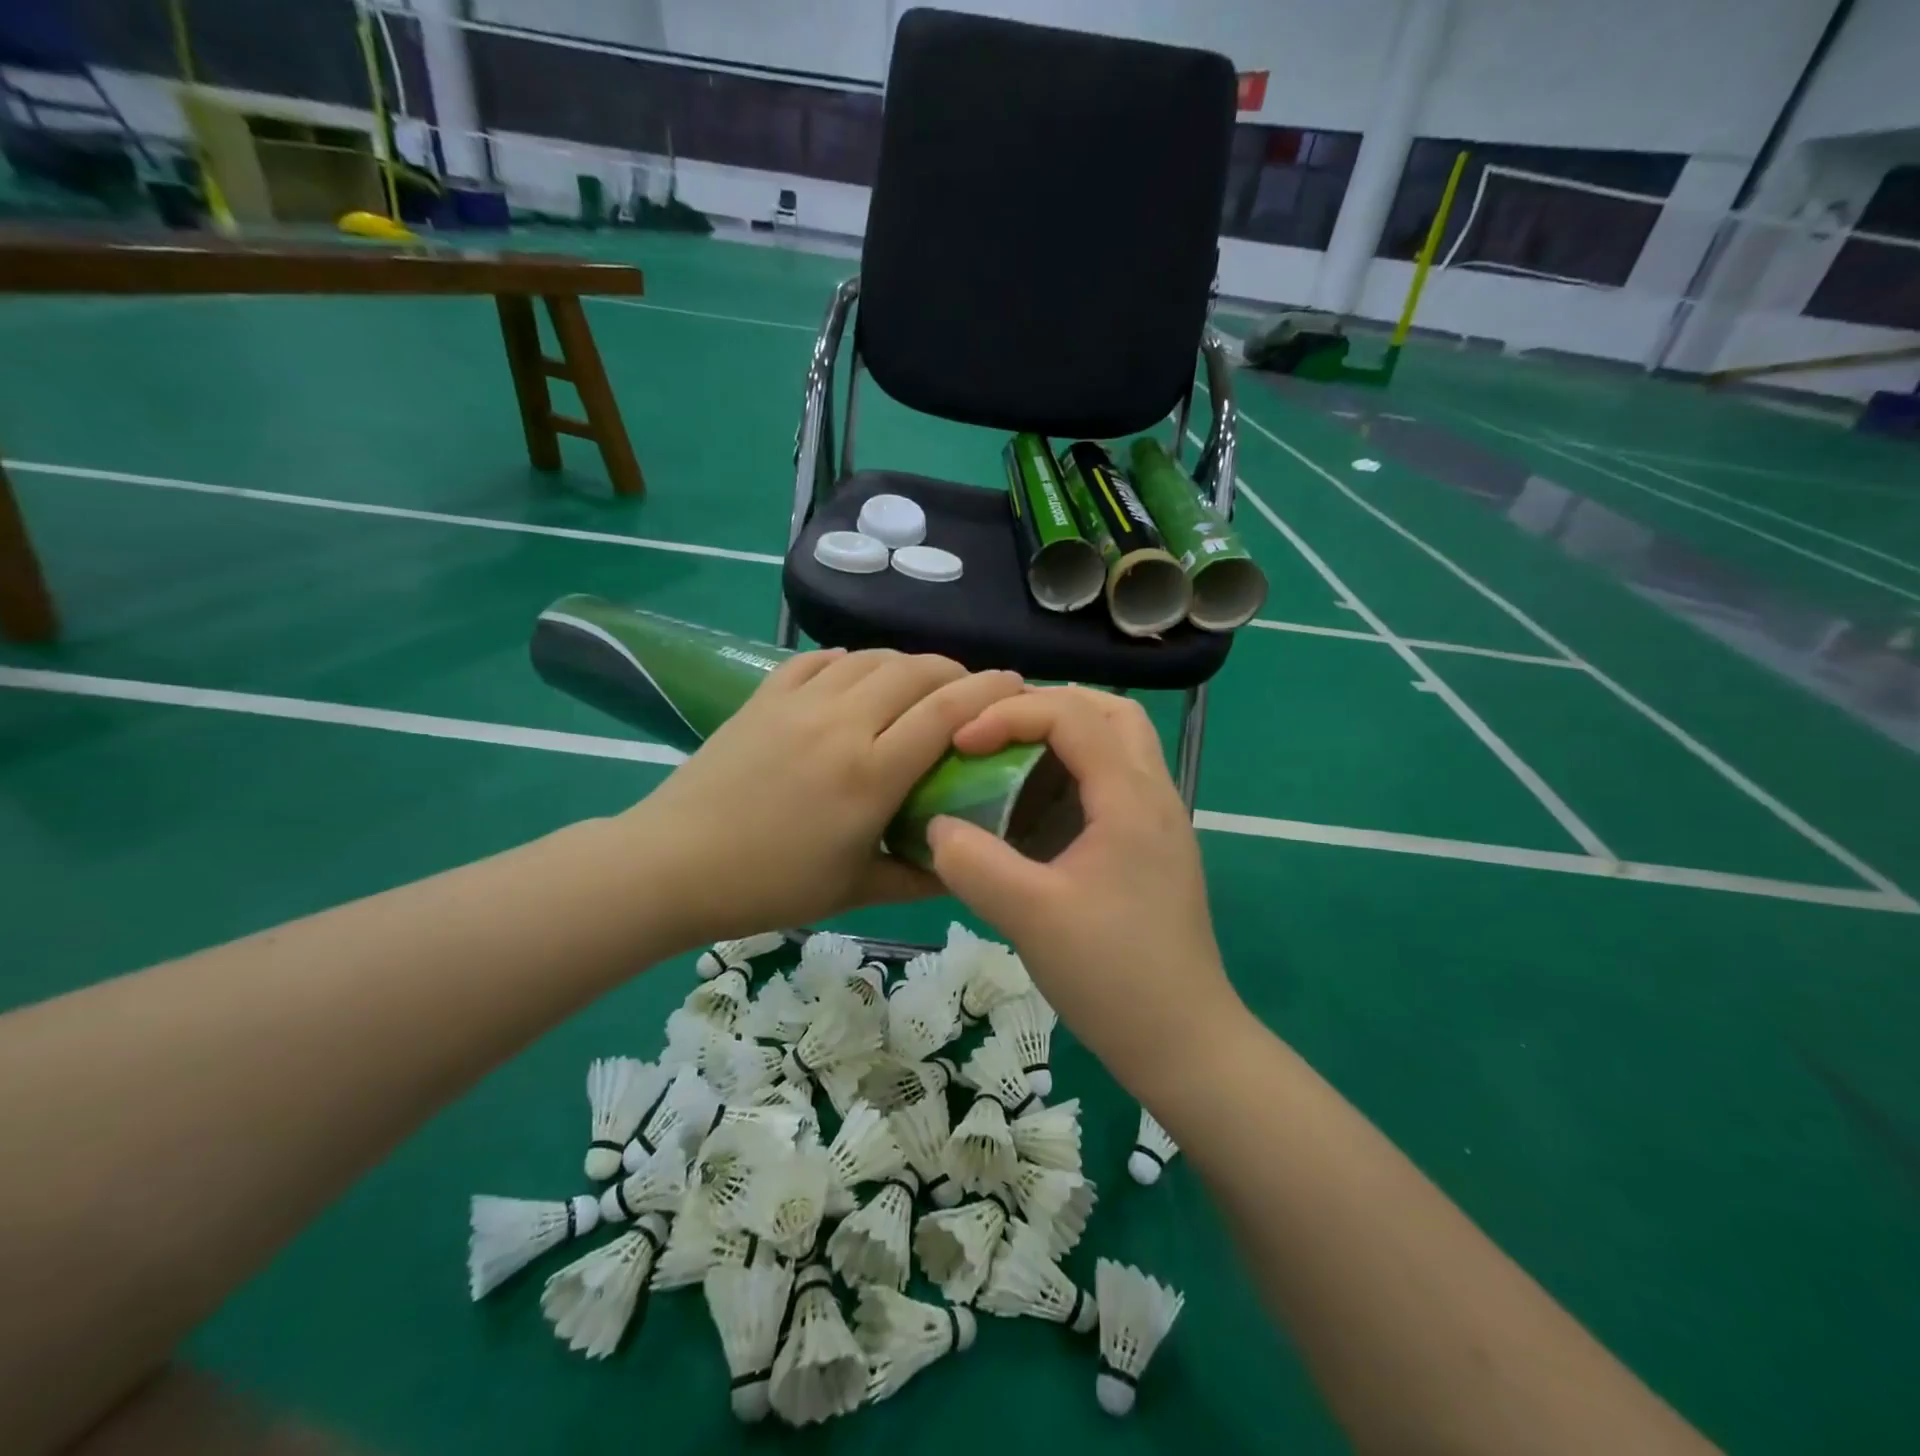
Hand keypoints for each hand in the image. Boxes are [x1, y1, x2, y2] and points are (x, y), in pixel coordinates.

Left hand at [629, 649, 1023, 948]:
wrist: (673, 864)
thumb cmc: (769, 885)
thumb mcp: (855, 892)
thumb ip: (920, 876)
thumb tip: (967, 867)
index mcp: (871, 773)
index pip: (947, 712)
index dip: (989, 691)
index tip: (1016, 684)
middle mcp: (842, 723)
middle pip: (915, 670)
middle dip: (954, 671)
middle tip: (969, 691)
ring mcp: (799, 703)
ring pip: (870, 658)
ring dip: (905, 664)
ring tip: (918, 685)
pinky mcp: (764, 696)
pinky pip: (818, 660)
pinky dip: (848, 662)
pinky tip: (854, 678)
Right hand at [925, 687, 1241, 1089]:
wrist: (1184, 1043)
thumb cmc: (1112, 975)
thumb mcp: (1029, 917)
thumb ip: (973, 864)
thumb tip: (935, 826)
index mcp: (1131, 797)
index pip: (1073, 715)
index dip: (1011, 714)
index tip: (961, 742)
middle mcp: (1155, 795)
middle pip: (1111, 711)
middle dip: (1048, 706)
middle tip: (995, 730)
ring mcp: (1161, 823)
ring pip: (1119, 744)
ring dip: (1065, 737)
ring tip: (1010, 760)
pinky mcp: (1154, 850)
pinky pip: (1115, 783)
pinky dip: (1074, 774)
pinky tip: (1036, 813)